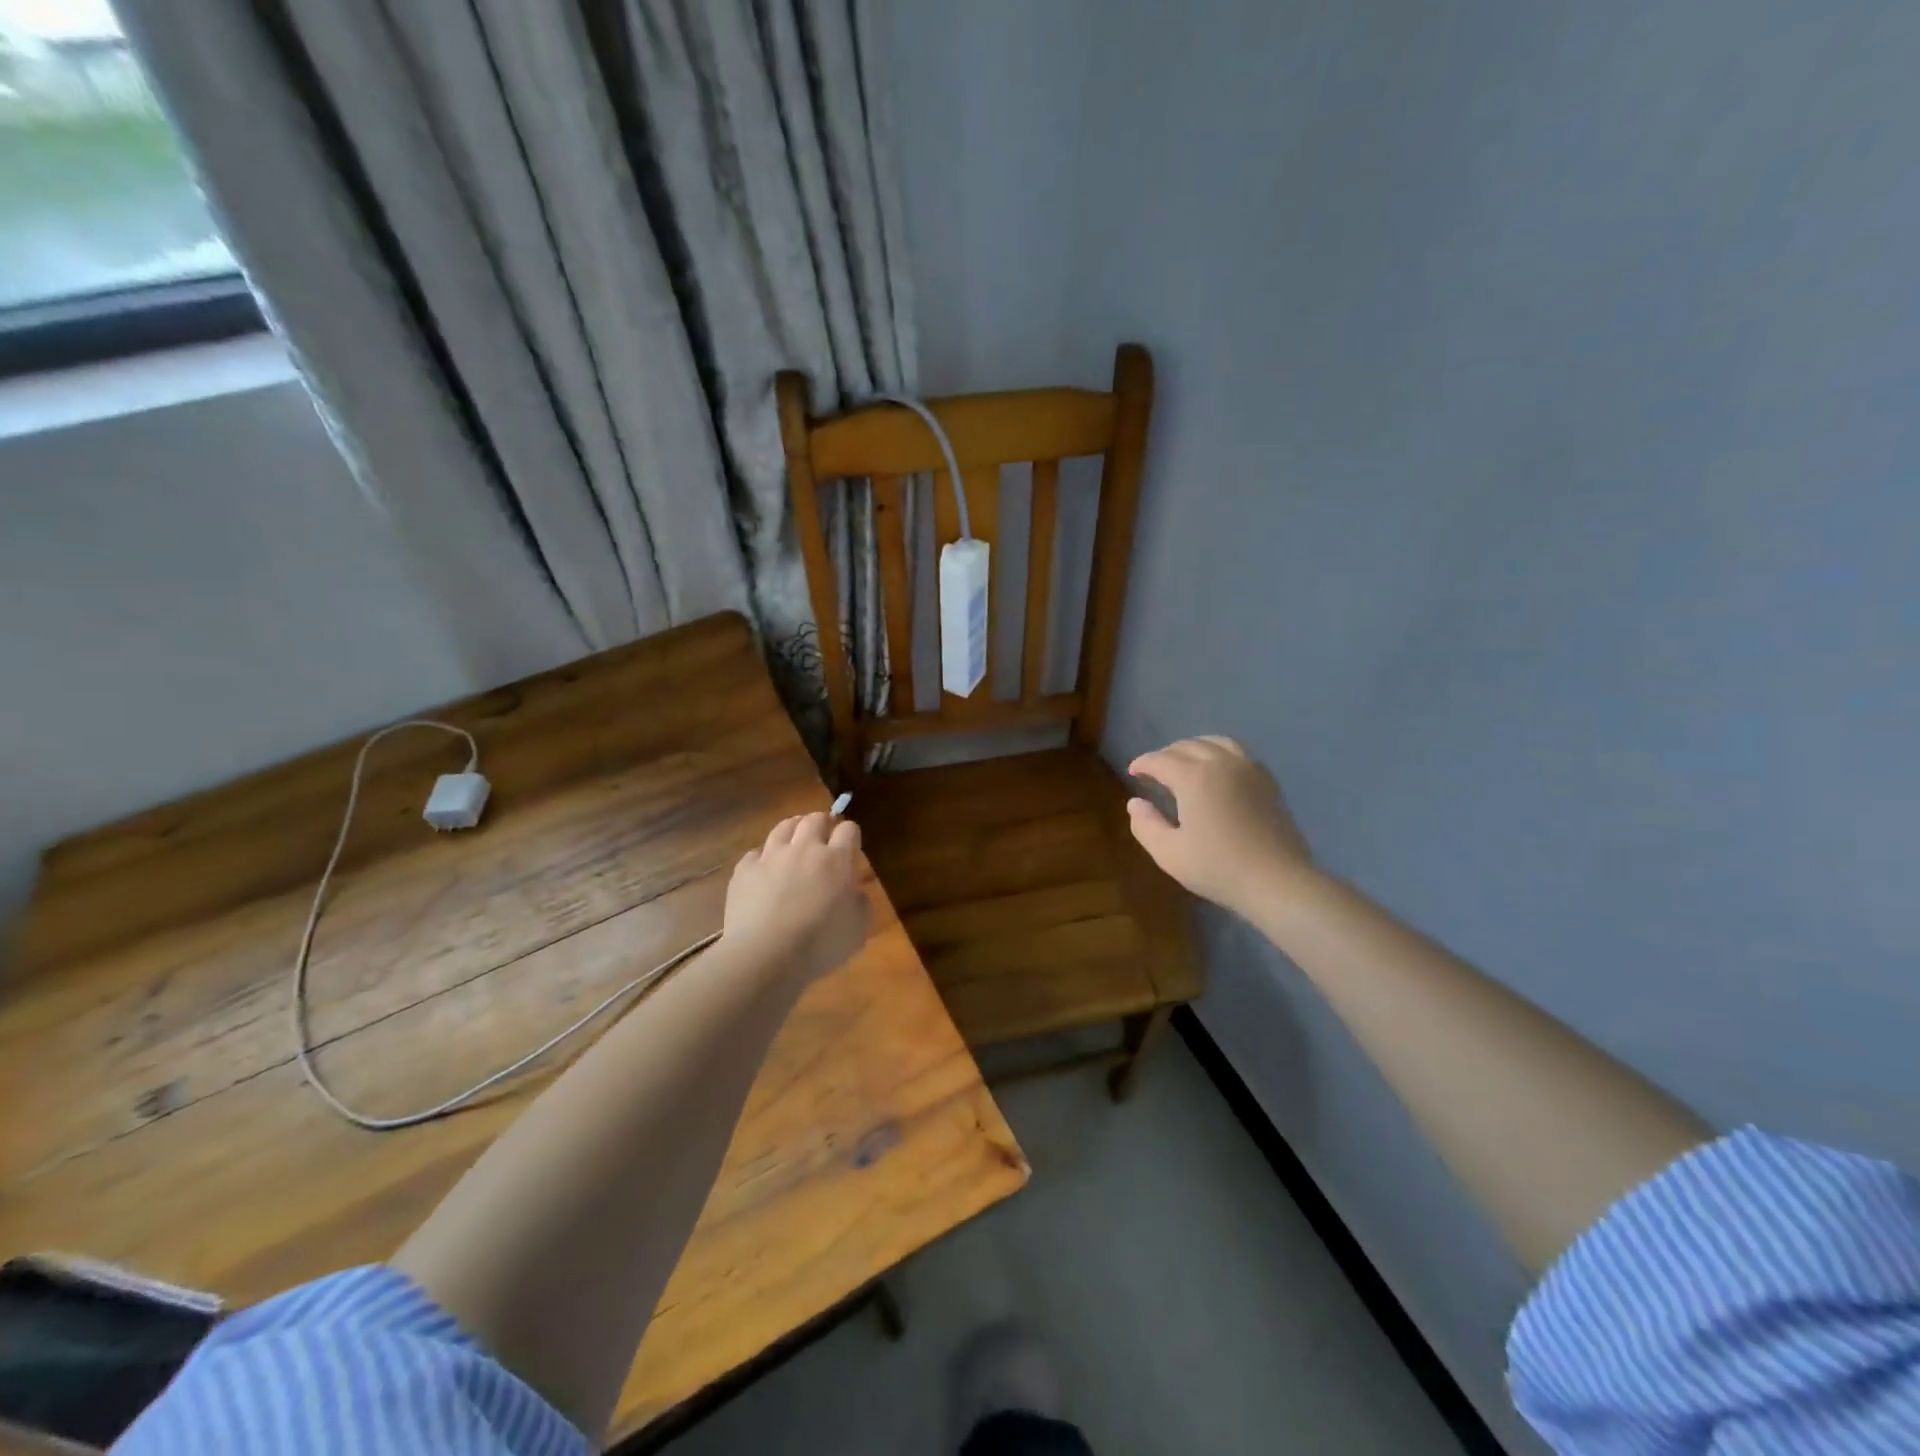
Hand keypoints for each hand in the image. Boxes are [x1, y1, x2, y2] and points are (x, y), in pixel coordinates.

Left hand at [722, 811, 869, 985]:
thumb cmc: (819, 945)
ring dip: (794, 828)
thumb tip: (854, 892)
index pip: (848, 830)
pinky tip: (764, 869)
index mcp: (835, 860)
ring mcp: (771, 856)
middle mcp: (804, 849)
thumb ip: (860, 904)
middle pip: (815, 819)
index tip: (852, 845)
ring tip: (795, 838)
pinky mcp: (745, 870)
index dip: (851, 834)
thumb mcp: (857, 930)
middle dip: (823, 823)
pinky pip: (755, 853)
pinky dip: (763, 857)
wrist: (765, 955)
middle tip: (825, 835)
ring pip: (784, 827)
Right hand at [1126, 736, 1312, 915]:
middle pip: (1187, 746)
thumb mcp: (1169, 853)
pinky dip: (1220, 752)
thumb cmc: (1219, 868)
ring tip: (1185, 763)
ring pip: (1216, 742)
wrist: (1278, 881)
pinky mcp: (1268, 781)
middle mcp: (1221, 763)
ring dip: (1194, 747)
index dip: (1143, 763)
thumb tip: (1135, 802)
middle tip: (1154, 771)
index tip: (1133, 772)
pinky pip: (1239, 753)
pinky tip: (1218, 771)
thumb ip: (1146, 825)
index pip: (1161, 760)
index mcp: (1194, 777)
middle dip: (1166, 754)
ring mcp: (1249, 769)